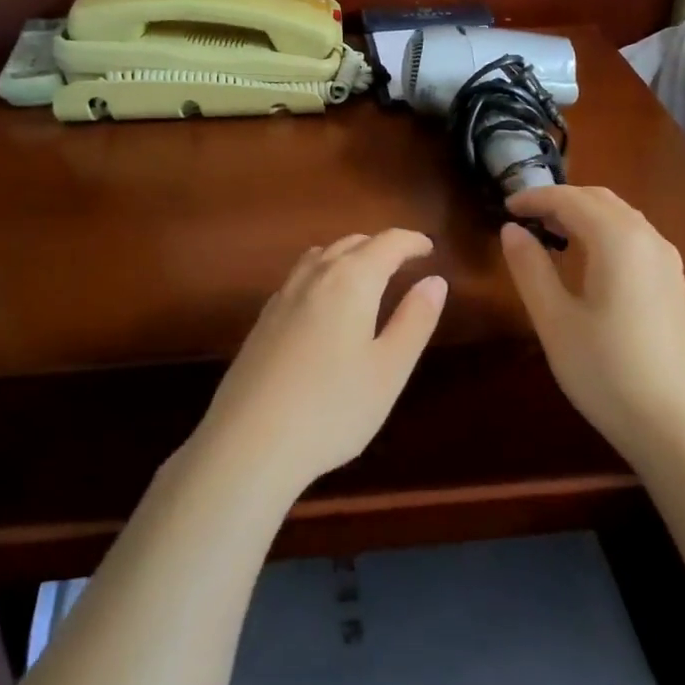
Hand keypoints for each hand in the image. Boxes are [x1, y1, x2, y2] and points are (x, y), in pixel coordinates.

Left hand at [191, 230, 447, 497]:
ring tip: (366, 274)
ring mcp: (282, 297)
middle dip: (381, 246)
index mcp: (351, 281)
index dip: (412, 241)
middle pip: (351, 243)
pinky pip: (299, 277)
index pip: (387, 243)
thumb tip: (435, 281)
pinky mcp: (262, 320)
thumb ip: (415, 320)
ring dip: (348, 255)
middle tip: (404, 261)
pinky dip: (323, 273)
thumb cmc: (333, 408)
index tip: (429, 247)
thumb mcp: (389, 369)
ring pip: (320, 256)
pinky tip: (324, 302)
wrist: (249, 443)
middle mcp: (314, 277)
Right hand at [501, 186, 684, 467]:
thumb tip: (511, 230)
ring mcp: (668, 262)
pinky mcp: (675, 284)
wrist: (678, 426)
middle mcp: (649, 239)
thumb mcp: (554, 320)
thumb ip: (530, 268)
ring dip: (584, 215)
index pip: (570, 199)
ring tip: (551, 235)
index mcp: (618, 239)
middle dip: (560, 200)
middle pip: (600, 199)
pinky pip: (636, 238)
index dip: (534, 197)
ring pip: (622, 217)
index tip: (505, 207)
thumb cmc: (606, 371)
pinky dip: (605, 233)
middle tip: (525, 217)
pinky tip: (589, 262)